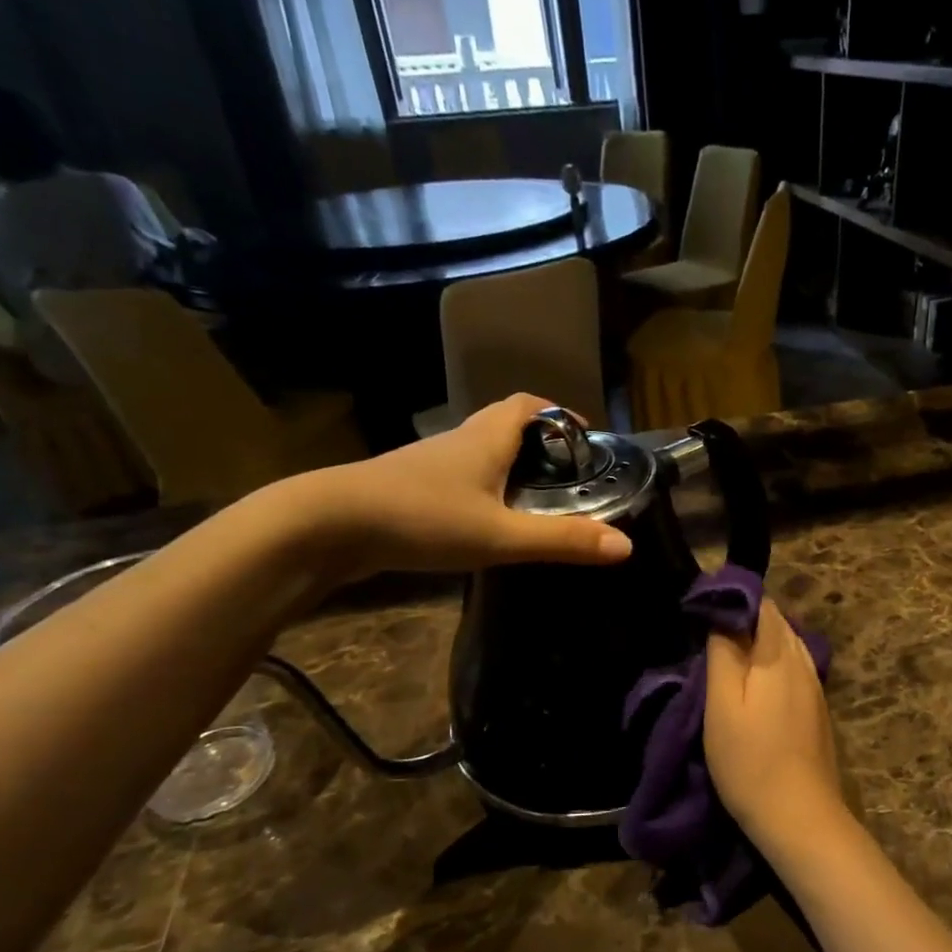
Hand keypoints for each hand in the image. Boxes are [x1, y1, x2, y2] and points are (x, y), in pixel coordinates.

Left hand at [274, 394, 632, 582]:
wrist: (326, 526)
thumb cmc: (421, 518)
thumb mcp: (500, 535)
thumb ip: (561, 541)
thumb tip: (626, 546)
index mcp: (486, 438)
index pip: (528, 404)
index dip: (559, 414)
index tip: (584, 439)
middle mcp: (460, 441)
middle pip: (505, 425)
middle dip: (540, 443)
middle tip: (566, 476)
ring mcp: (430, 465)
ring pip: (480, 453)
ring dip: (509, 467)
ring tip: (534, 501)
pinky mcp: (409, 489)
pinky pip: (458, 478)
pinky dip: (482, 489)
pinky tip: (486, 522)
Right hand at [705, 598, 851, 859]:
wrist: (800, 817)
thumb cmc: (750, 761)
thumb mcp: (721, 705)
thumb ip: (723, 654)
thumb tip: (722, 616)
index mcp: (779, 655)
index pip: (762, 605)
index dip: (734, 599)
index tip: (703, 607)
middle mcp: (803, 662)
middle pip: (777, 623)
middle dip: (746, 618)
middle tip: (709, 630)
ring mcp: (815, 687)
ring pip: (788, 646)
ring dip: (760, 641)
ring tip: (728, 654)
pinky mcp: (817, 710)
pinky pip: (794, 668)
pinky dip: (773, 663)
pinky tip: (756, 683)